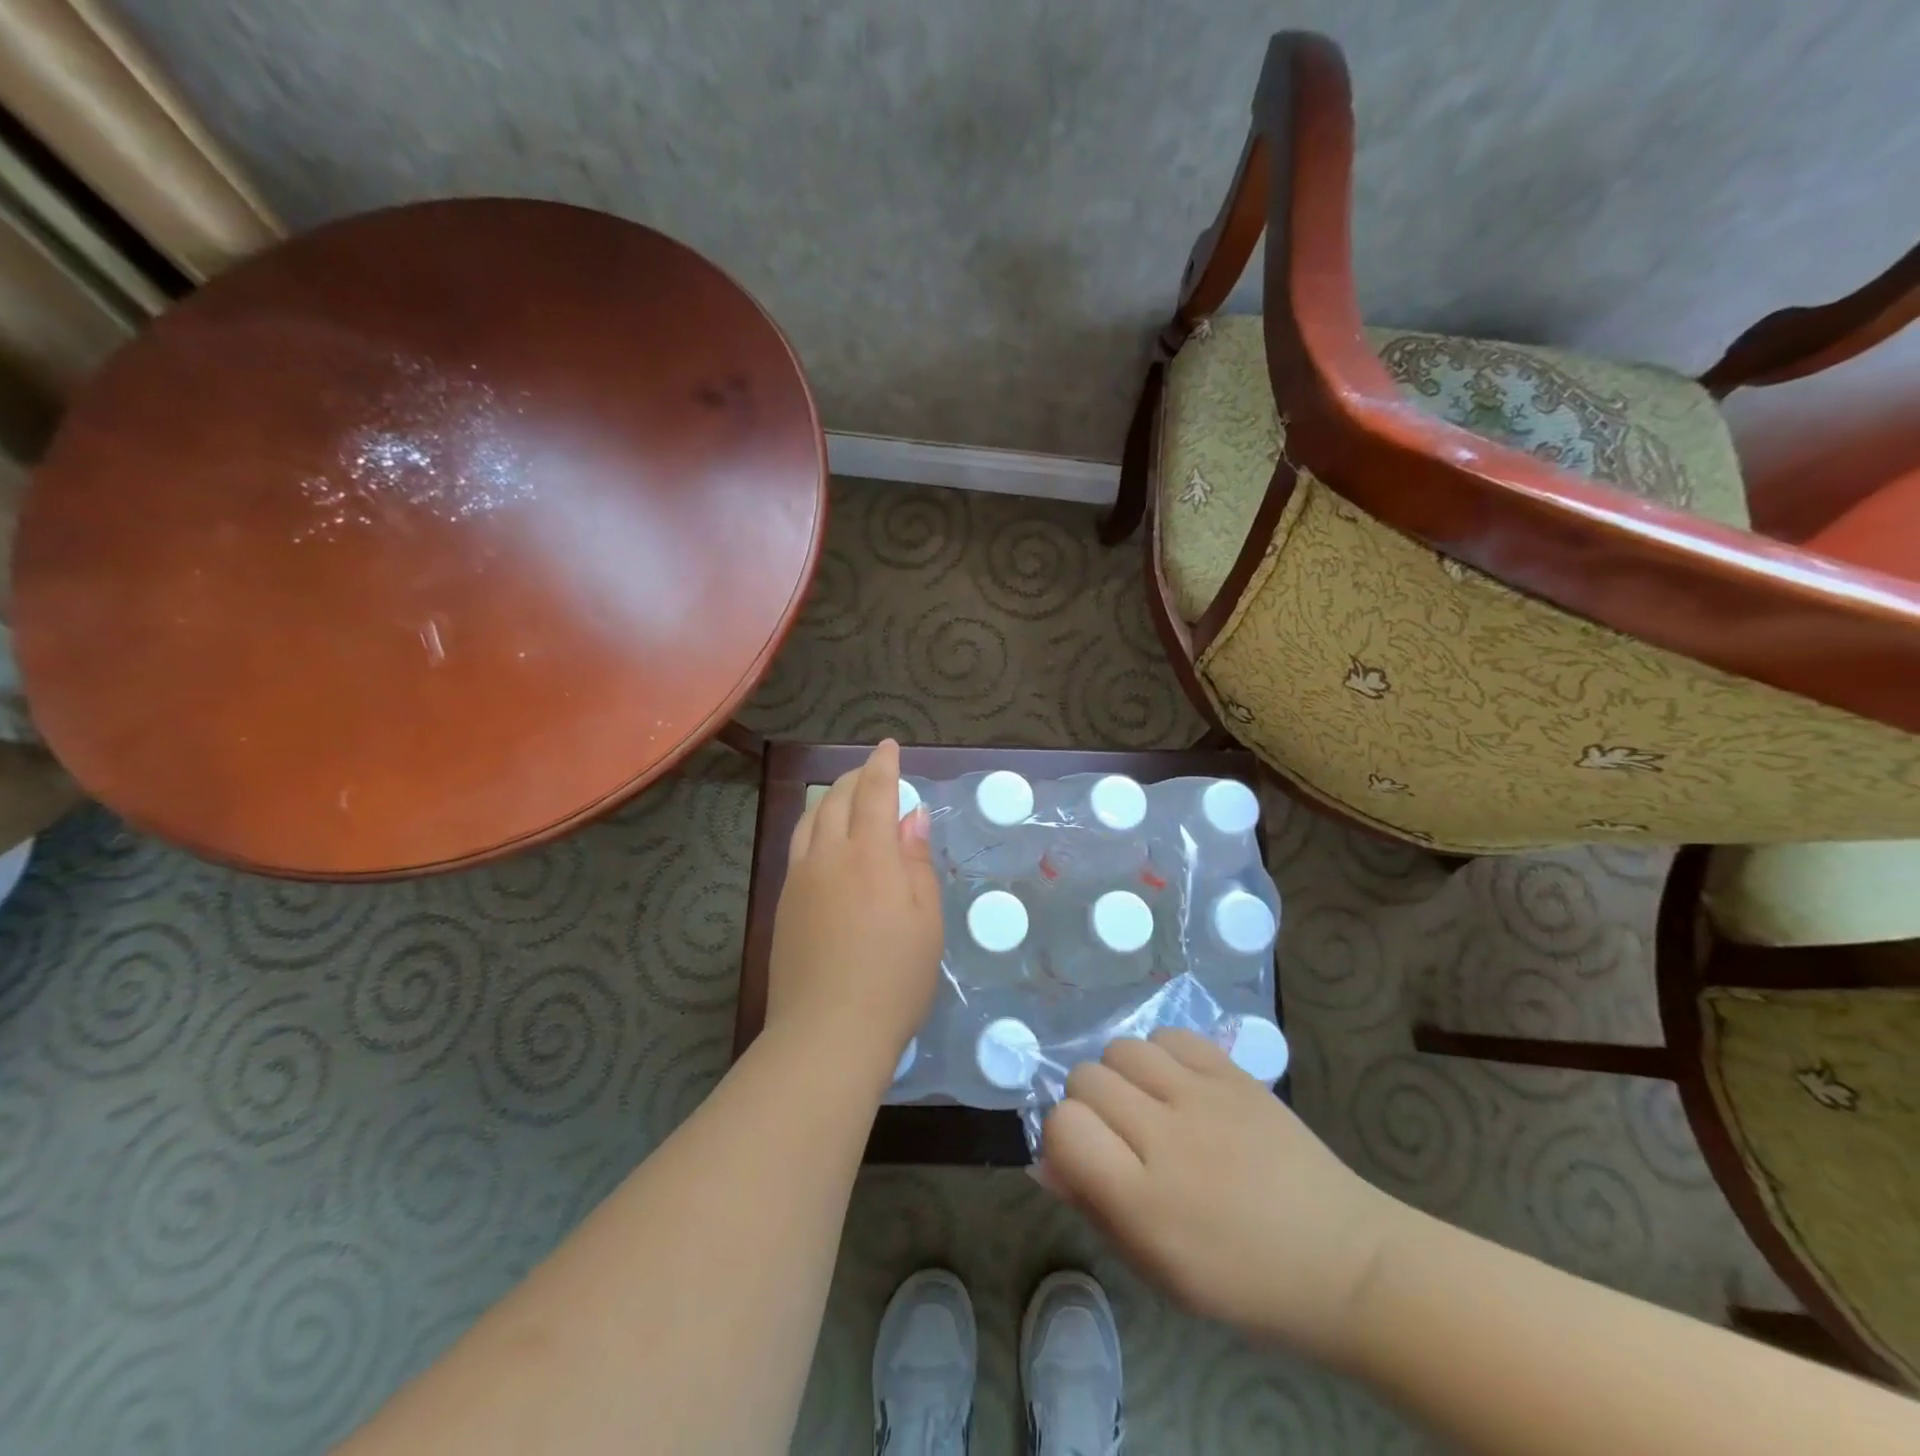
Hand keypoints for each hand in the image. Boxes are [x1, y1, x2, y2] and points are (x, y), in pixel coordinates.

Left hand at [764, 740, 941, 1079]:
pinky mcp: (784, 904)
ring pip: (810, 820)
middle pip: (836, 799)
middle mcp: (827, 856)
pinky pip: (798, 846)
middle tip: (874, 772)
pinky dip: (815, 826)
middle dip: (856, 777)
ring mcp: (799, 880)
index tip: (889, 746)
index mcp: (869, 855)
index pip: (875, 792)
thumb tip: (910, 818)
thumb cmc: (894, 977)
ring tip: (847, 798)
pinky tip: (825, 841)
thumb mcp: (926, 920)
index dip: (883, 765)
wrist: (827, 1032)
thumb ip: (916, 862)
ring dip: (831, 798)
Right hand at [1035, 1029, 1408, 1366]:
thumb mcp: (1158, 1271)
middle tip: (1119, 1134)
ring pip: (1122, 1047)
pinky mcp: (1235, 1073)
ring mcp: (1205, 1098)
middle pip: (1087, 1078)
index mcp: (1145, 1203)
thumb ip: (1094, 1208)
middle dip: (1088, 1103)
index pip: (1064, 1126)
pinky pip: (1171, 1035)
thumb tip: (1044, 1160)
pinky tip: (1180, 1085)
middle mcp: (1169, 1139)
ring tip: (1149, 1104)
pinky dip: (1162, 1055)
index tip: (1084, 1154)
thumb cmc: (1244, 1283)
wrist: (1343, 1260)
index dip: (1062, 1135)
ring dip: (1122, 1075)